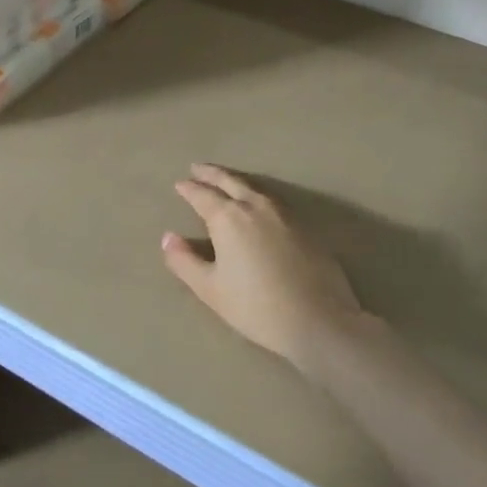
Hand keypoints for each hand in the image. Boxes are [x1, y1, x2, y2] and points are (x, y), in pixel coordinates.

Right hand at [161, 164, 372, 371]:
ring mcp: (284, 214)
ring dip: (236, 181)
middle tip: (198, 168)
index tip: (180, 184)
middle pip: (230, 182)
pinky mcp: (305, 226)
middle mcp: (256, 206)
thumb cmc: (256, 306)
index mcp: (229, 218)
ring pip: (255, 187)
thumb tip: (168, 238)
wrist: (318, 319)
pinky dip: (258, 194)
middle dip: (212, 174)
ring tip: (226, 180)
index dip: (189, 189)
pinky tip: (258, 203)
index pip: (203, 195)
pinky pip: (274, 199)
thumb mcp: (211, 289)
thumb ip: (185, 261)